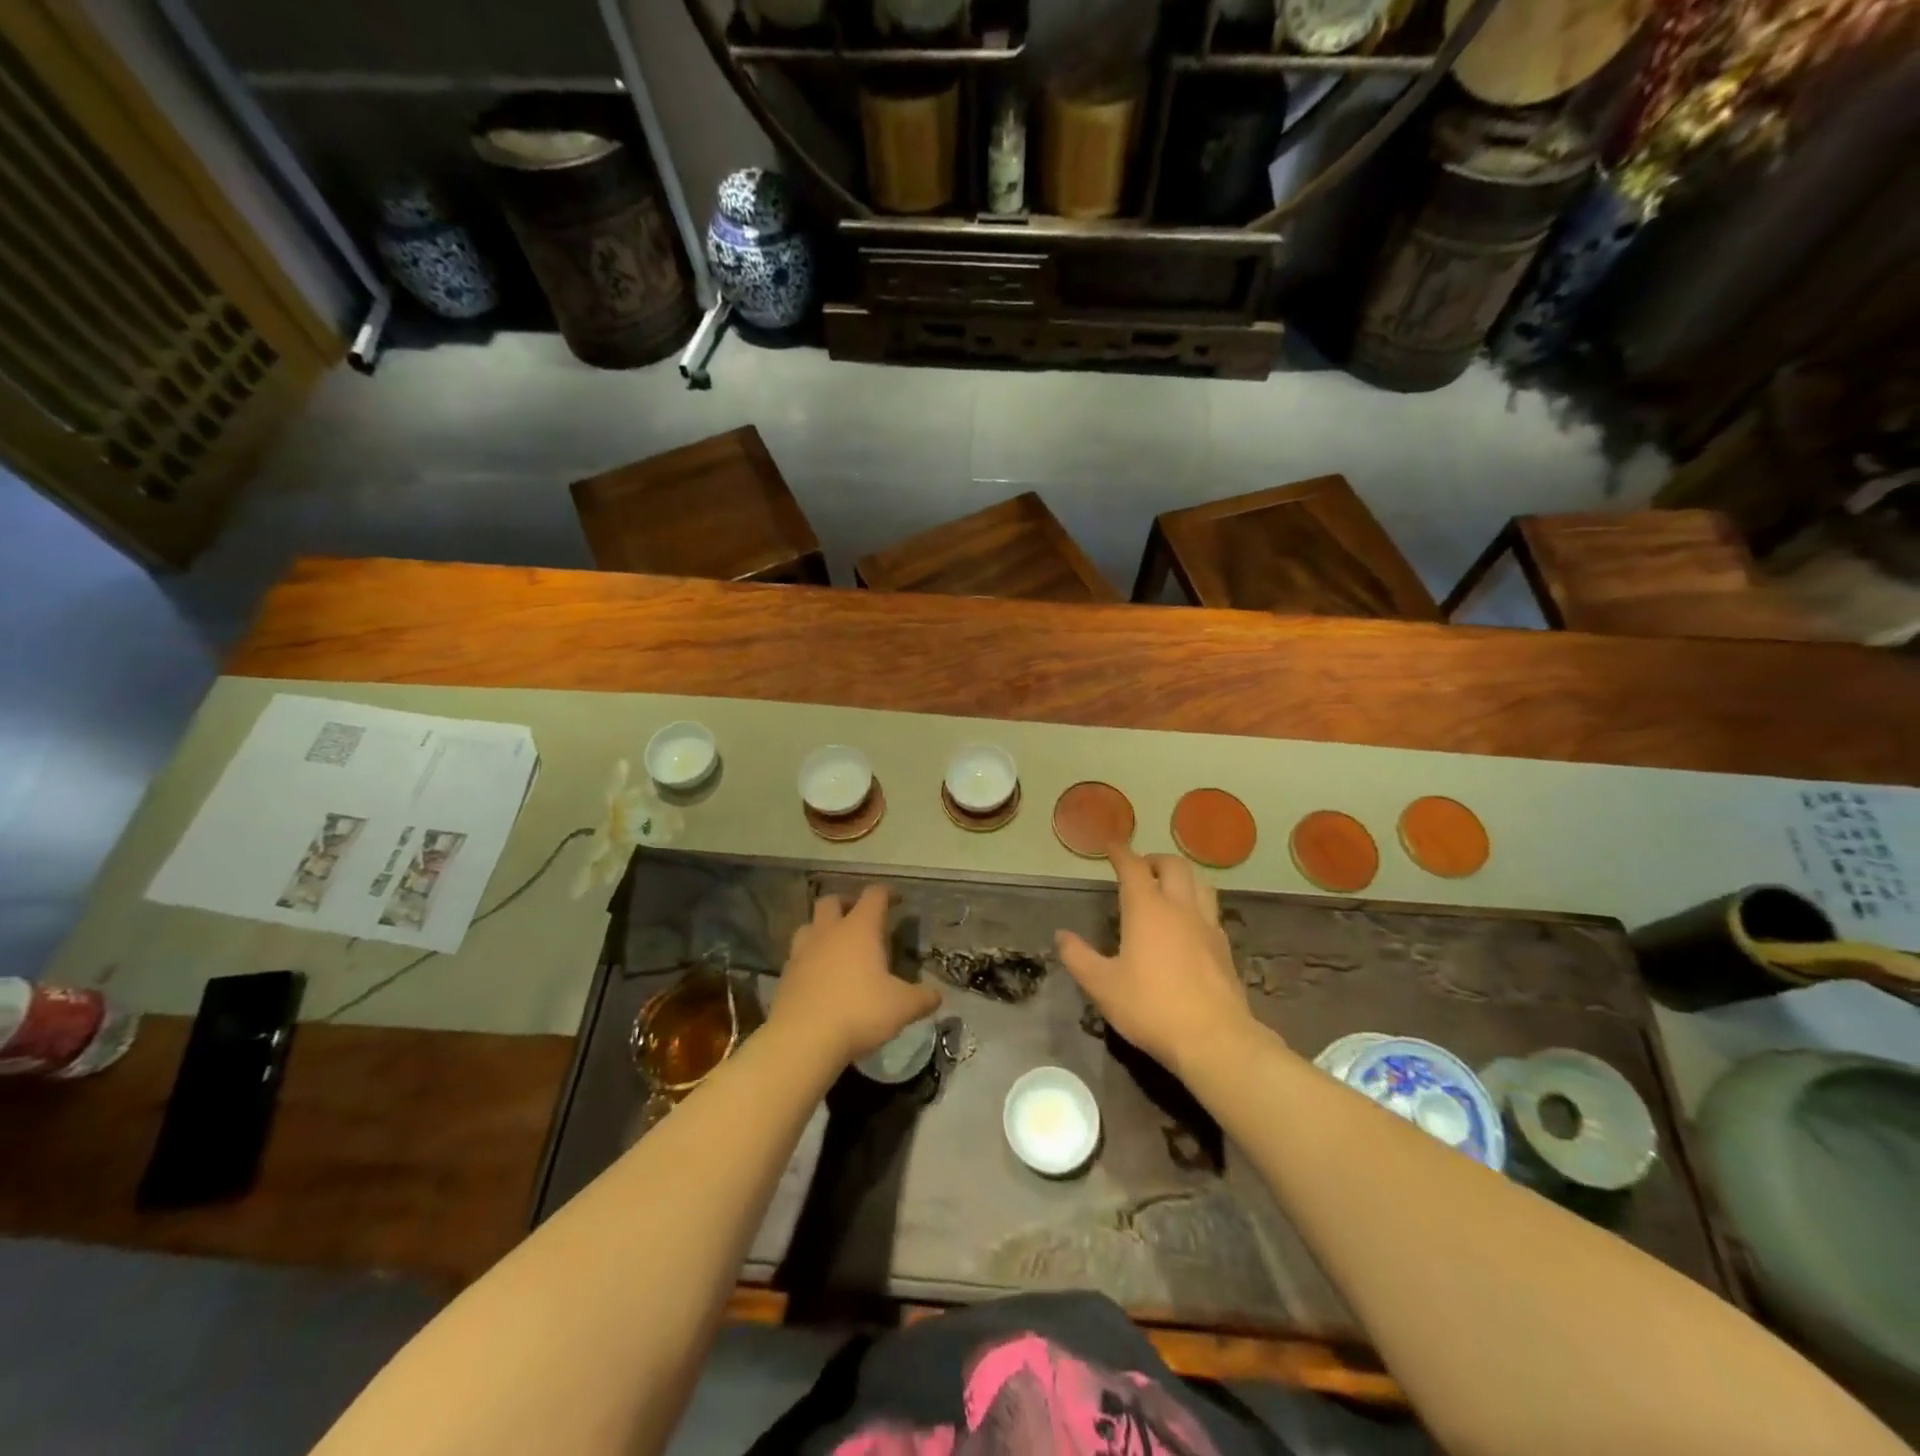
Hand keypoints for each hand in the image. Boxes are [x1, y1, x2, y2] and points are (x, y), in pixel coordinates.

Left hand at [772, 886, 941, 1066]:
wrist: (803, 1040)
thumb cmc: (859, 1012)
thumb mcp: (902, 1007)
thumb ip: (923, 998)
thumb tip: (937, 996)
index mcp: (859, 929)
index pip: (874, 896)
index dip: (887, 893)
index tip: (897, 900)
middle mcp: (828, 932)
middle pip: (831, 901)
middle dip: (847, 902)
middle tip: (860, 916)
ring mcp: (802, 952)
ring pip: (809, 925)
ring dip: (822, 928)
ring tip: (836, 944)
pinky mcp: (786, 976)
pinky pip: (797, 956)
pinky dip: (810, 958)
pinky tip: (819, 975)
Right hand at [1055, 846, 1257, 1078]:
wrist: (1214, 1038)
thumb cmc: (1150, 1007)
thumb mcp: (1102, 986)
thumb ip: (1078, 957)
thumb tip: (1061, 936)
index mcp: (1147, 909)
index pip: (1133, 867)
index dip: (1121, 852)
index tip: (1112, 844)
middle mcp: (1179, 908)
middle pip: (1173, 866)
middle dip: (1154, 859)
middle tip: (1140, 867)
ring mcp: (1207, 926)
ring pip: (1200, 883)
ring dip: (1182, 876)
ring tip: (1169, 886)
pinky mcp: (1224, 947)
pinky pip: (1211, 910)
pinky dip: (1197, 903)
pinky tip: (1189, 923)